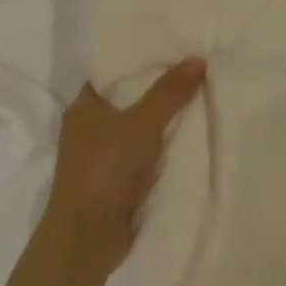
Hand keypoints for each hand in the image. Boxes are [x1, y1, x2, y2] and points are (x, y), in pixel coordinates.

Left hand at [48, 59, 206, 268]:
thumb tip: (198, 59)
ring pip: (139, 129)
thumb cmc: (106, 169)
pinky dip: (163, 148)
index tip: (175, 50)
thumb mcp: (142, 124)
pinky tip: (190, 139)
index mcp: (83, 106)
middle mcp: (89, 127)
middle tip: (197, 72)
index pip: (113, 72)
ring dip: (164, 122)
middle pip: (130, 100)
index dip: (142, 60)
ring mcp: (102, 156)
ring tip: (201, 99)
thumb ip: (169, 93)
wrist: (89, 235)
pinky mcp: (115, 181)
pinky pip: (145, 154)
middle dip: (160, 91)